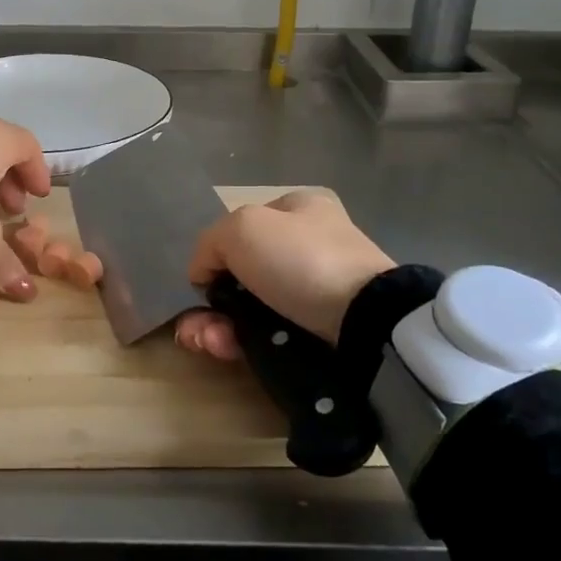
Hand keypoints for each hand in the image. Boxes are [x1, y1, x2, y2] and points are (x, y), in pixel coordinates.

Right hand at [177, 189, 393, 359]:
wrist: (365, 321)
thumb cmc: (302, 260)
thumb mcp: (242, 228)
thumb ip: (210, 244)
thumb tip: (203, 274)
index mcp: (300, 208)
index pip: (243, 228)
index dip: (216, 255)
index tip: (203, 282)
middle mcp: (311, 244)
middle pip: (243, 275)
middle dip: (213, 303)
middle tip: (195, 326)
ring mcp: (320, 290)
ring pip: (253, 309)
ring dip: (220, 328)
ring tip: (210, 343)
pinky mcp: (325, 332)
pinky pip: (273, 335)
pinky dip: (246, 344)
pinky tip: (229, 352)